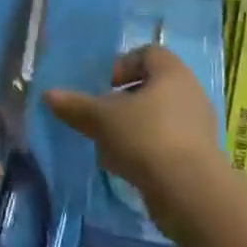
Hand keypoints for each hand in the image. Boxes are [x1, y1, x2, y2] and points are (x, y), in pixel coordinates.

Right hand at [45, 46, 223, 209]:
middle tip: (100, 117)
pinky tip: (124, 168)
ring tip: (107, 147)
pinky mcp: (198, 158)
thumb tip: (48, 95)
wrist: (191, 193)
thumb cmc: (146, 137)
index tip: (102, 87)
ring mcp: (197, 127)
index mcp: (172, 72)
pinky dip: (144, 152)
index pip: (147, 53)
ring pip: (155, 119)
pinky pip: (165, 144)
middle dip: (121, 103)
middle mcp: (189, 93)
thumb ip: (76, 105)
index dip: (122, 65)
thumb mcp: (103, 118)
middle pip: (150, 88)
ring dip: (130, 129)